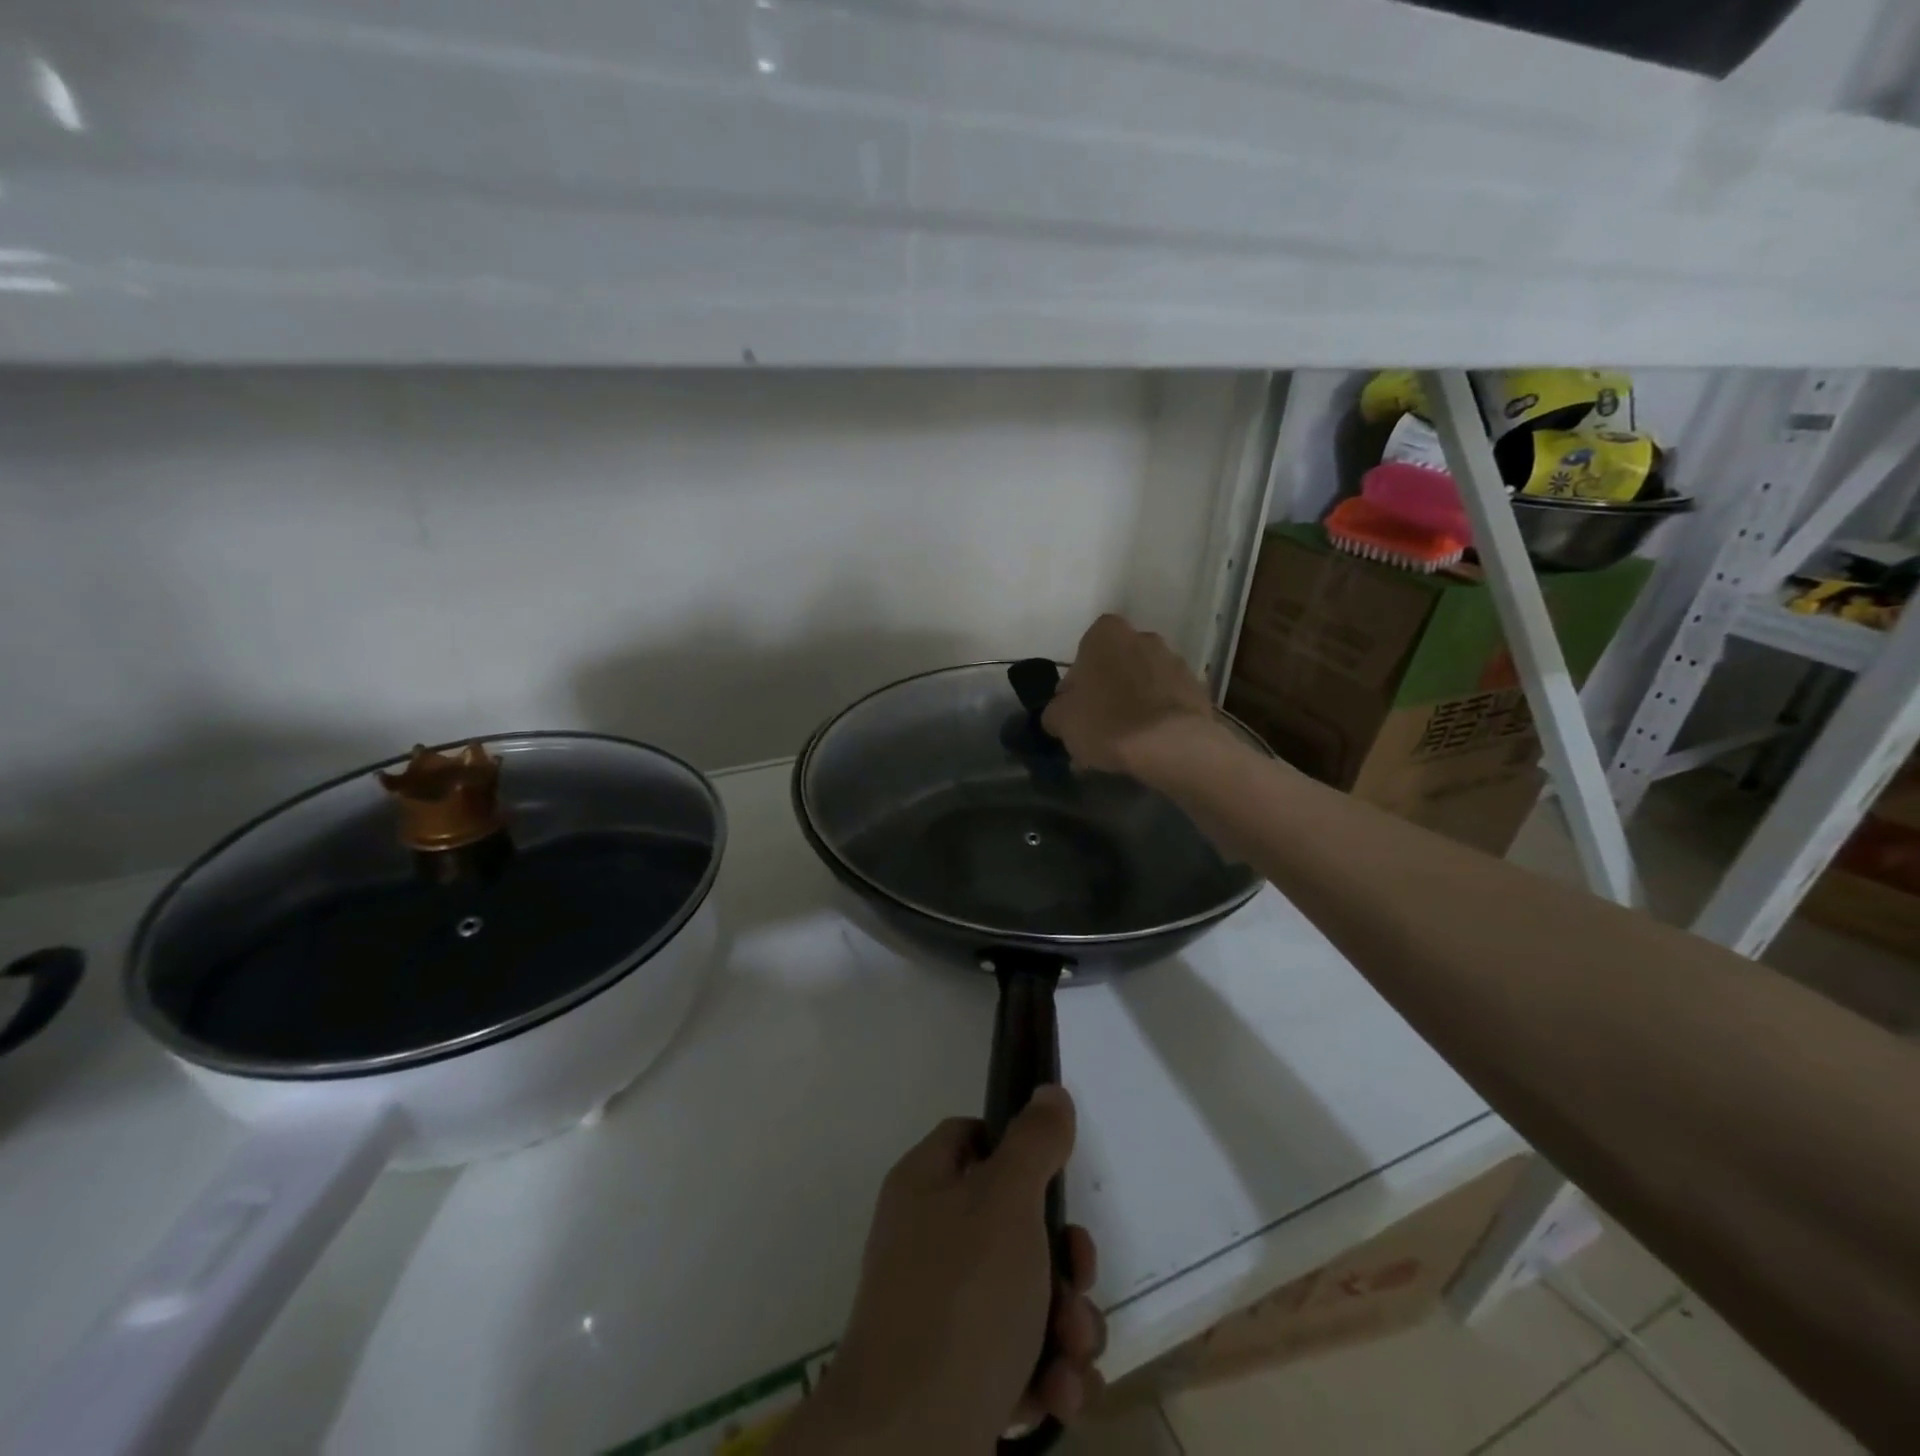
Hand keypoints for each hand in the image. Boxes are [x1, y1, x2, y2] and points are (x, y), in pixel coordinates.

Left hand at [774, 1087, 1103, 1454]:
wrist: (907, 1446)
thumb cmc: (961, 1298)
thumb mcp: (1007, 1202)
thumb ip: (1034, 1143)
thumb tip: (1049, 1092)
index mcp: (926, 1186)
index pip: (972, 1136)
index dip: (1016, 1147)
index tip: (1054, 1176)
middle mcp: (929, 1240)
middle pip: (1012, 1221)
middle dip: (1063, 1257)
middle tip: (1079, 1278)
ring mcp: (943, 1310)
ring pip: (1026, 1292)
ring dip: (1067, 1321)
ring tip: (1074, 1350)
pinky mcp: (960, 1374)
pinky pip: (1018, 1353)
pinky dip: (1047, 1370)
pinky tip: (1058, 1394)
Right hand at [1043, 614, 1223, 778]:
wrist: (1171, 745)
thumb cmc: (1106, 722)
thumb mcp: (1060, 720)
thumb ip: (1055, 710)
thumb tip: (1061, 712)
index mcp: (1106, 634)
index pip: (1085, 650)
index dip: (1078, 681)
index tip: (1076, 708)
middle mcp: (1143, 638)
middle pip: (1117, 665)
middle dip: (1108, 689)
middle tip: (1099, 724)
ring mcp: (1175, 662)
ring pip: (1144, 683)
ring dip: (1134, 703)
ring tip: (1125, 741)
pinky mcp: (1197, 689)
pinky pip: (1167, 702)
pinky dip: (1158, 717)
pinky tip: (1148, 746)